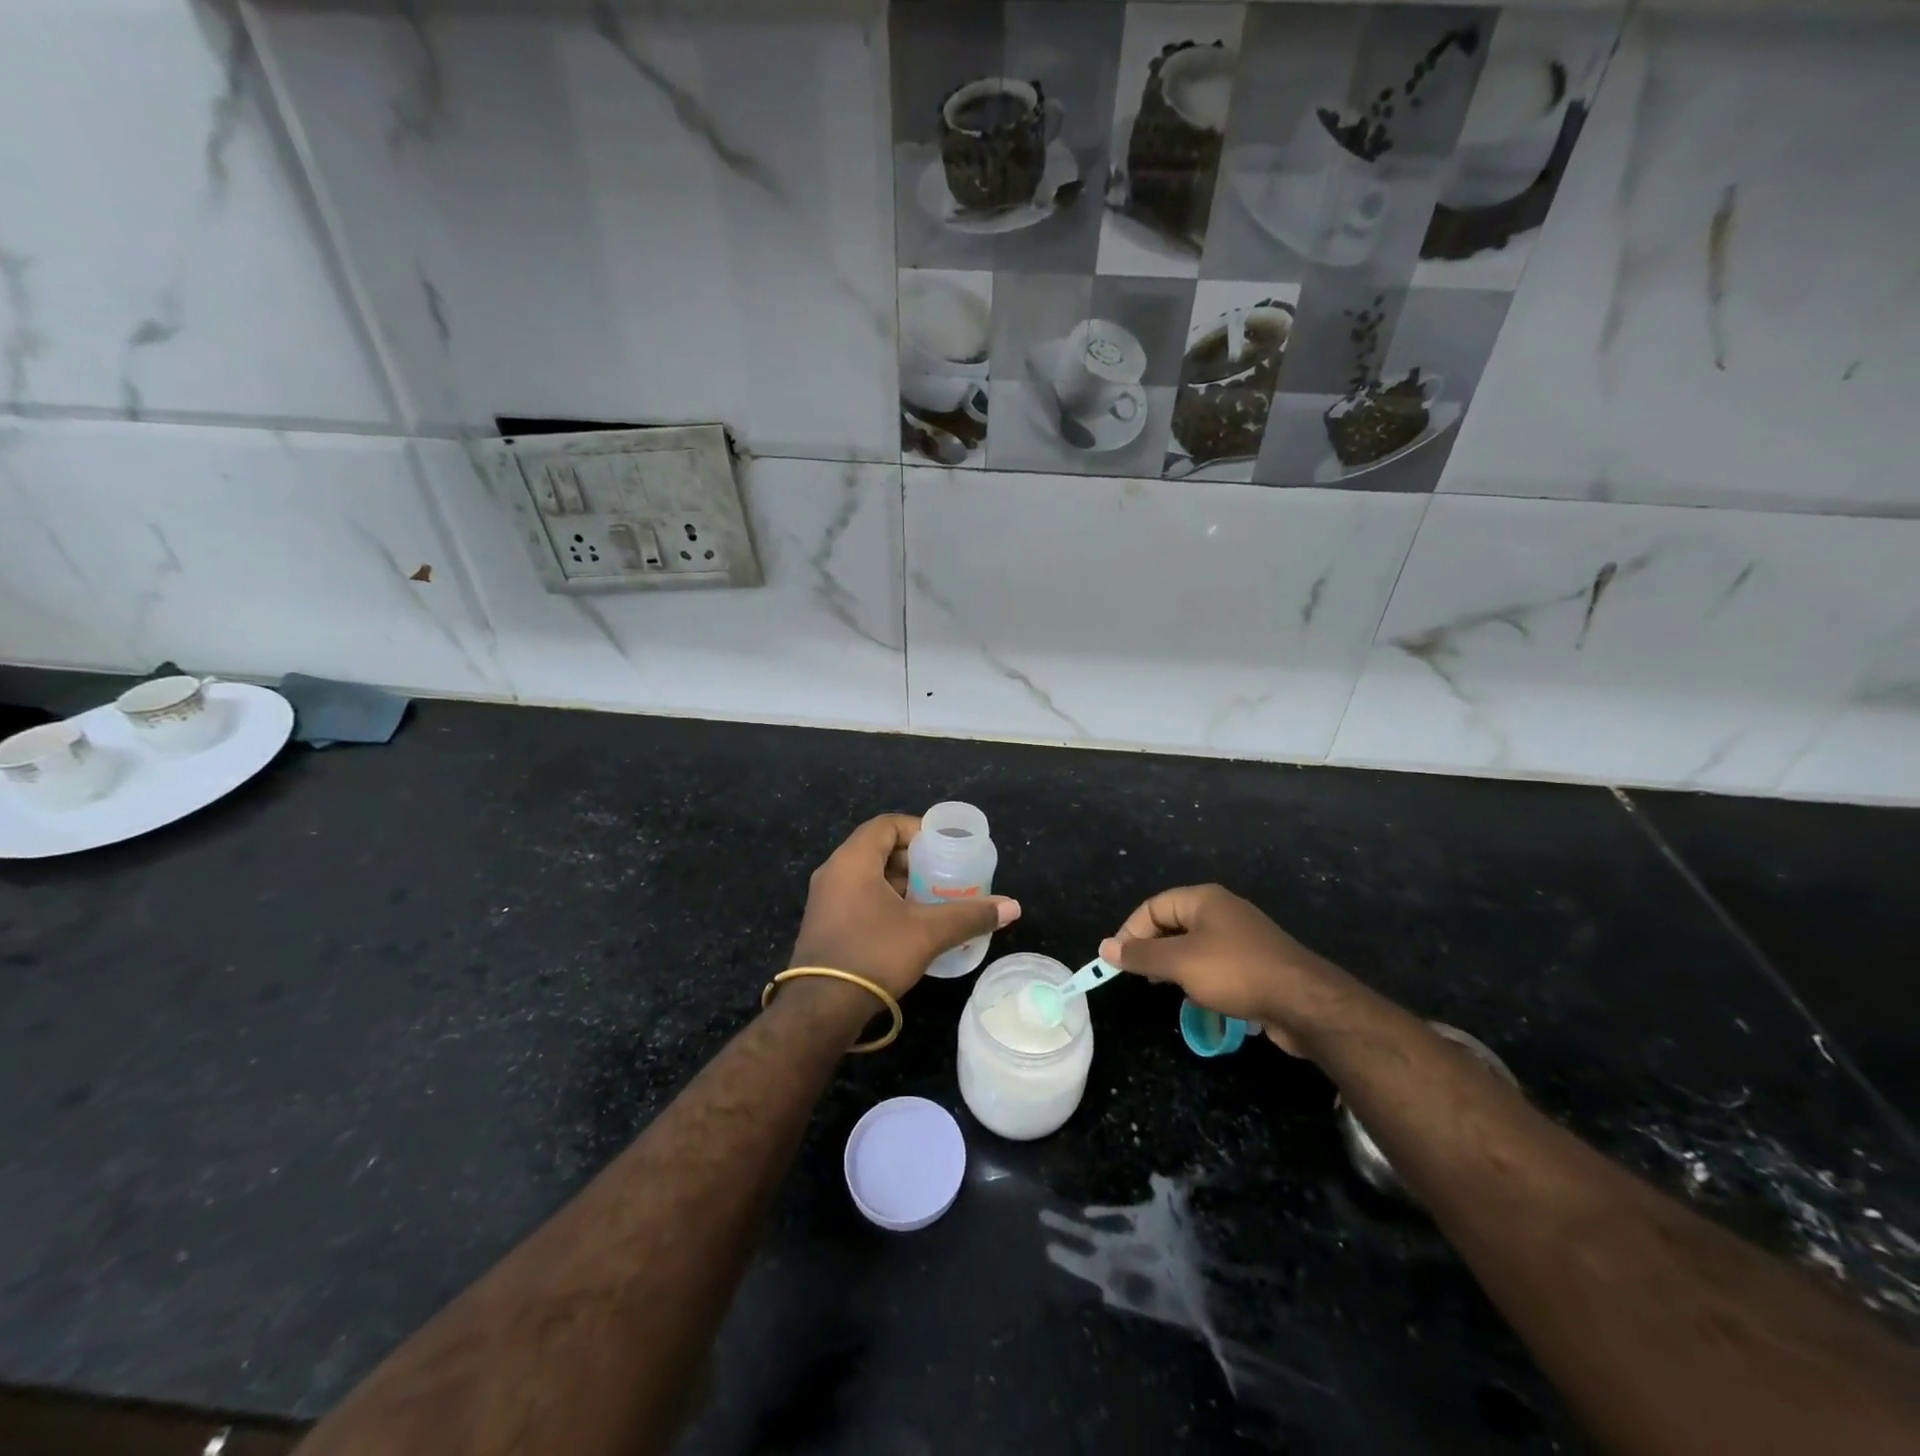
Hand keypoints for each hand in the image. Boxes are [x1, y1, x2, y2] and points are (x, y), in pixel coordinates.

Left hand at [789, 813, 1019, 1001]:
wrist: (821, 1009)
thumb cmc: (873, 954)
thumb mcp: (927, 932)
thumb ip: (969, 915)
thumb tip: (1012, 907)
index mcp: (852, 860)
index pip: (887, 824)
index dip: (918, 830)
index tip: (945, 847)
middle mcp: (833, 872)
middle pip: (878, 849)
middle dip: (914, 860)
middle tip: (945, 874)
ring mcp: (825, 900)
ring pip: (868, 876)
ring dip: (901, 883)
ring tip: (934, 899)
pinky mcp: (825, 925)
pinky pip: (858, 898)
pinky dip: (885, 901)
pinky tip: (910, 925)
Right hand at [1099, 885, 1354, 1056]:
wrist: (1304, 1003)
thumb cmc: (1235, 972)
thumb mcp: (1179, 963)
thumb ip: (1140, 955)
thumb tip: (1104, 947)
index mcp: (1203, 899)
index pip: (1153, 906)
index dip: (1130, 932)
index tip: (1118, 962)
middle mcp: (1222, 911)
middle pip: (1172, 923)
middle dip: (1152, 949)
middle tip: (1140, 976)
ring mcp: (1241, 937)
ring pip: (1193, 946)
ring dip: (1175, 965)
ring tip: (1166, 988)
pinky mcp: (1255, 963)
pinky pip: (1215, 963)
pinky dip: (1200, 977)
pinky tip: (1199, 998)